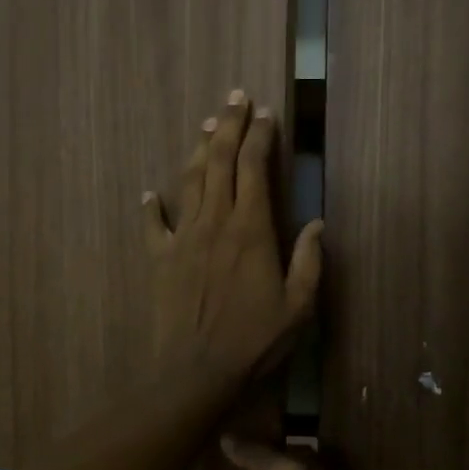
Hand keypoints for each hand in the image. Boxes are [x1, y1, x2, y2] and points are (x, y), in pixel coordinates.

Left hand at [143, 89, 323, 388]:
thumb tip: (318, 223)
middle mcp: (215, 223)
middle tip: (234, 97)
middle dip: (228, 125)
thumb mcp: (298, 307)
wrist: (196, 372)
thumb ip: (309, 261)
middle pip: (219, 162)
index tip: (265, 113)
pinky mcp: (160, 258)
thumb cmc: (254, 341)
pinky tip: (150, 192)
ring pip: (189, 181)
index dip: (260, 137)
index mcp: (251, 230)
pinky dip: (152, 205)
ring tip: (206, 125)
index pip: (254, 169)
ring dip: (198, 150)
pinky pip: (153, 224)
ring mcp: (183, 238)